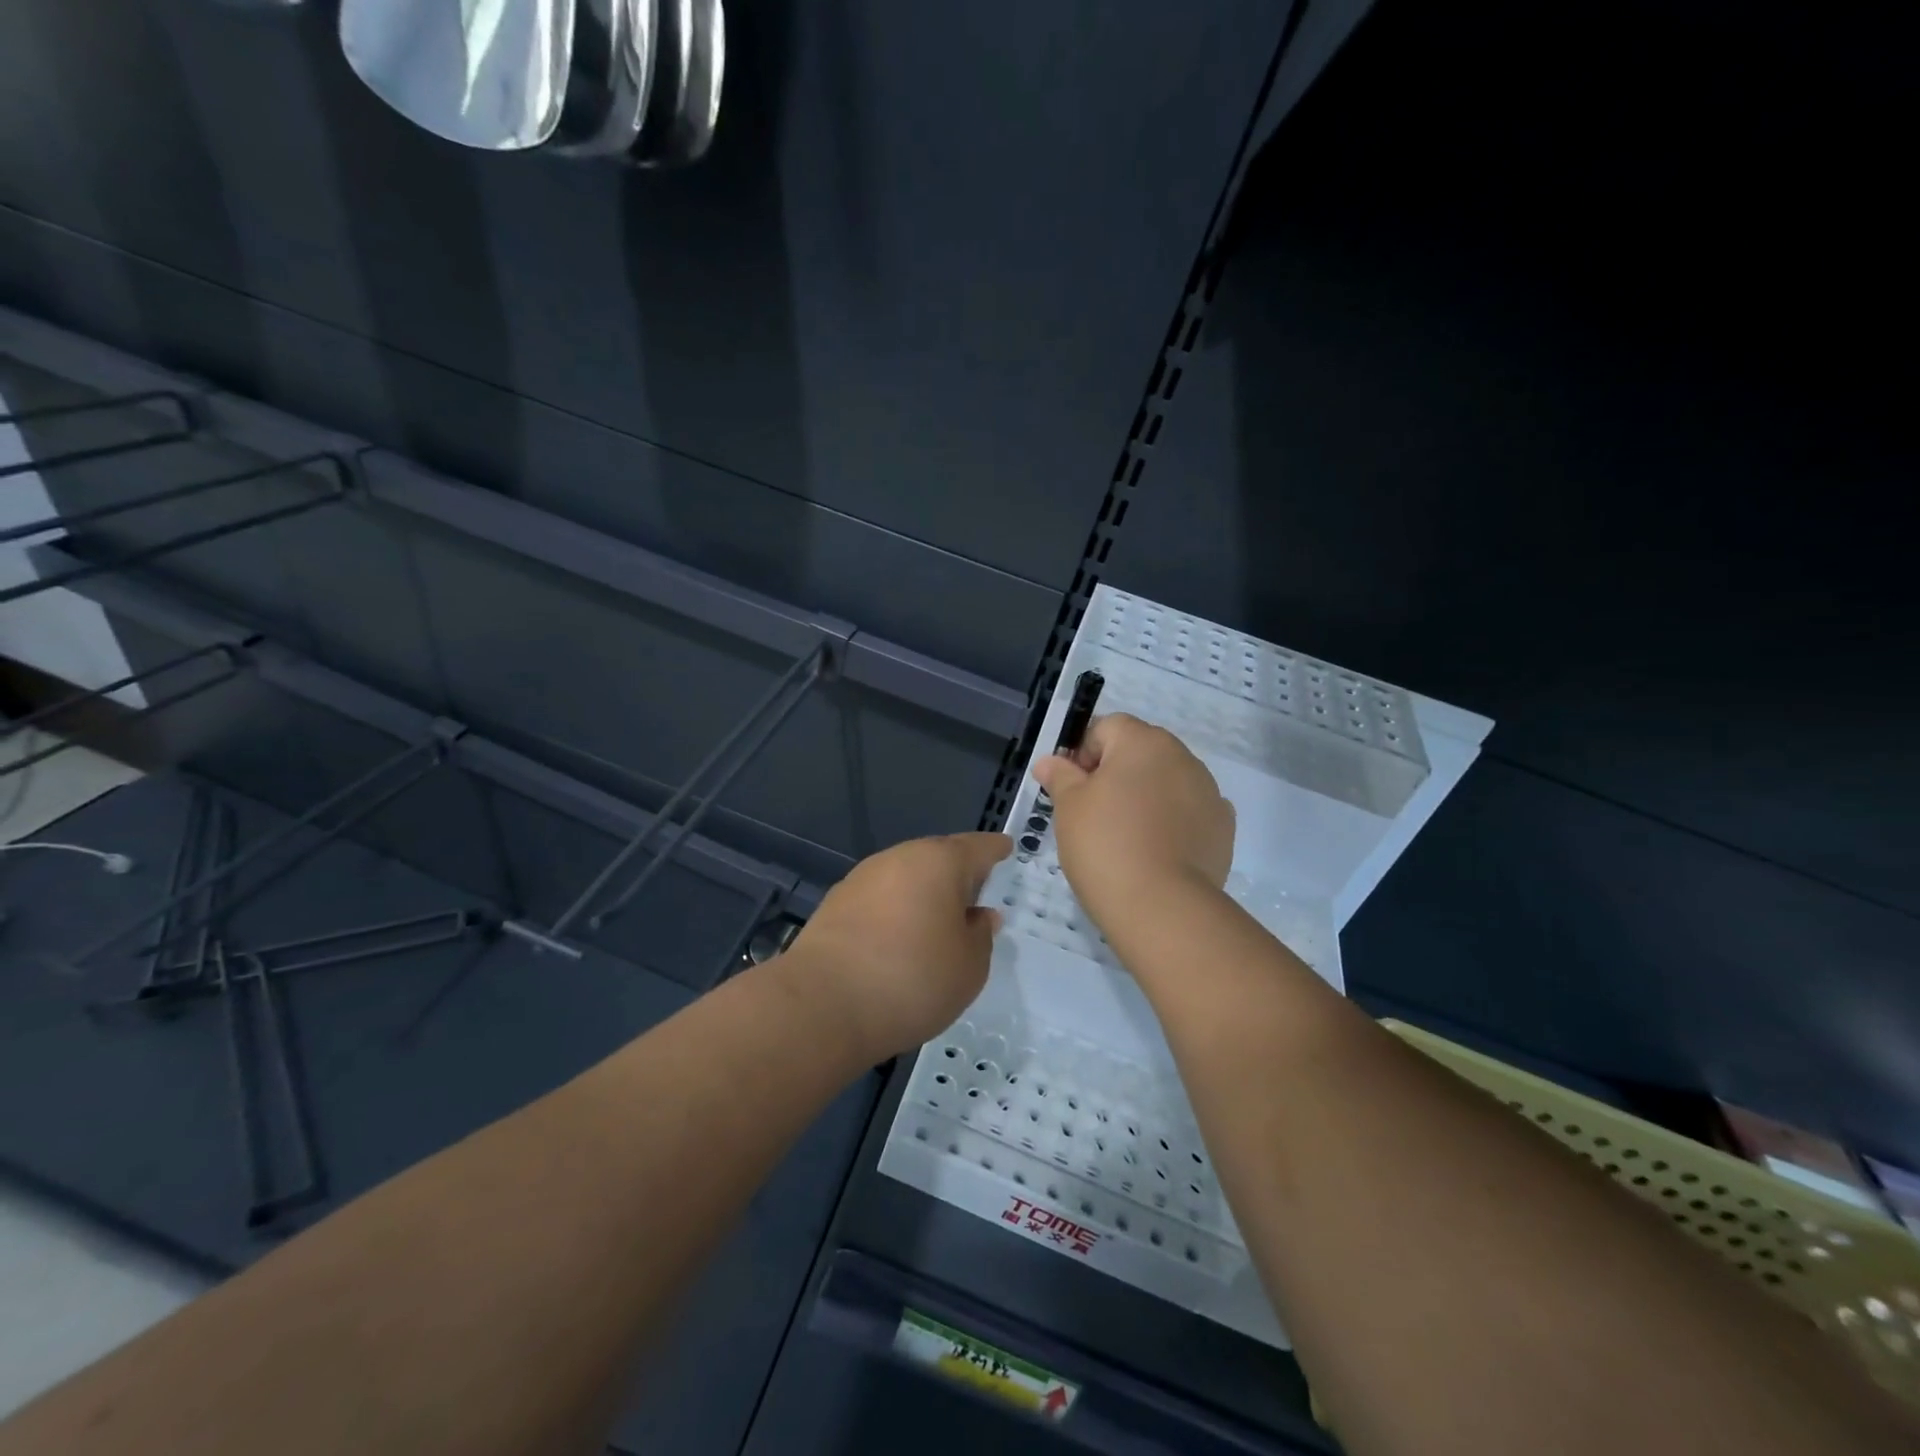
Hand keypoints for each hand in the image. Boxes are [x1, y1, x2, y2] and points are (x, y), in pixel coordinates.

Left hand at [781, 832, 1011, 1063]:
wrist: (823, 1004)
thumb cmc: (912, 979)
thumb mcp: (969, 967)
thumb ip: (980, 936)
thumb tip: (979, 916)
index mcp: (940, 861)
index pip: (978, 847)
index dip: (996, 850)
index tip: (1006, 849)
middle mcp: (900, 857)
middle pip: (939, 857)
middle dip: (958, 873)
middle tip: (975, 896)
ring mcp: (862, 878)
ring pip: (906, 877)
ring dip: (924, 894)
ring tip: (938, 924)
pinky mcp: (836, 903)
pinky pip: (881, 898)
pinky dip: (897, 911)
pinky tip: (900, 939)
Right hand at [1031, 714, 1233, 934]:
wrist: (1163, 907)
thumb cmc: (1105, 845)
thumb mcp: (1069, 808)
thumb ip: (1060, 776)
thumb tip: (1050, 761)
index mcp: (1143, 741)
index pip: (1107, 727)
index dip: (1083, 754)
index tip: (1072, 790)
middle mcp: (1182, 756)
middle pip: (1140, 752)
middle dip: (1116, 774)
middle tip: (1094, 815)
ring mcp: (1209, 791)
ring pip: (1167, 782)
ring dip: (1146, 797)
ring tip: (1126, 838)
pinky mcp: (1222, 827)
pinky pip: (1189, 812)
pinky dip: (1173, 822)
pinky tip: (1157, 851)